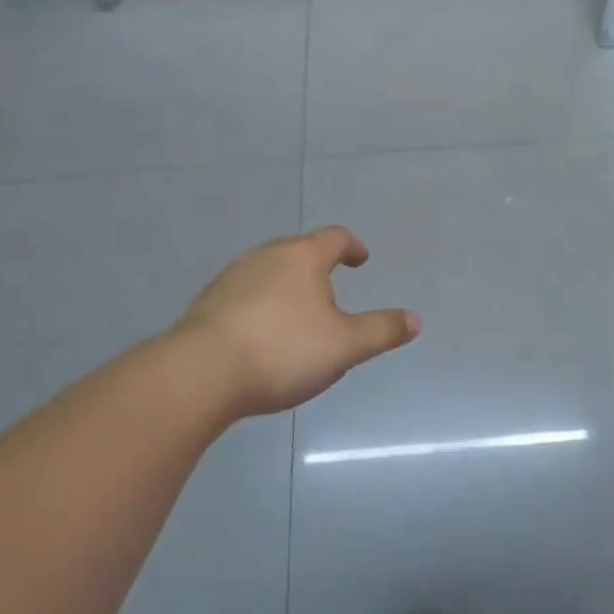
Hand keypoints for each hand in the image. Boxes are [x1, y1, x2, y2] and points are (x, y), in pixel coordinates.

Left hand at [171, 226, 418, 419]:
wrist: (198, 375)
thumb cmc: (282, 350)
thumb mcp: (344, 346)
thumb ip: (381, 331)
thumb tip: (415, 319)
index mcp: (303, 257)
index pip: (335, 238)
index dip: (352, 246)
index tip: (360, 259)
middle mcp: (266, 256)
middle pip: (299, 251)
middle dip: (318, 267)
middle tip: (331, 291)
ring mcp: (231, 278)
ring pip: (268, 272)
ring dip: (286, 287)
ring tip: (296, 316)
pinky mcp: (206, 304)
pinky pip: (243, 296)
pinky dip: (259, 306)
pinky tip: (260, 337)